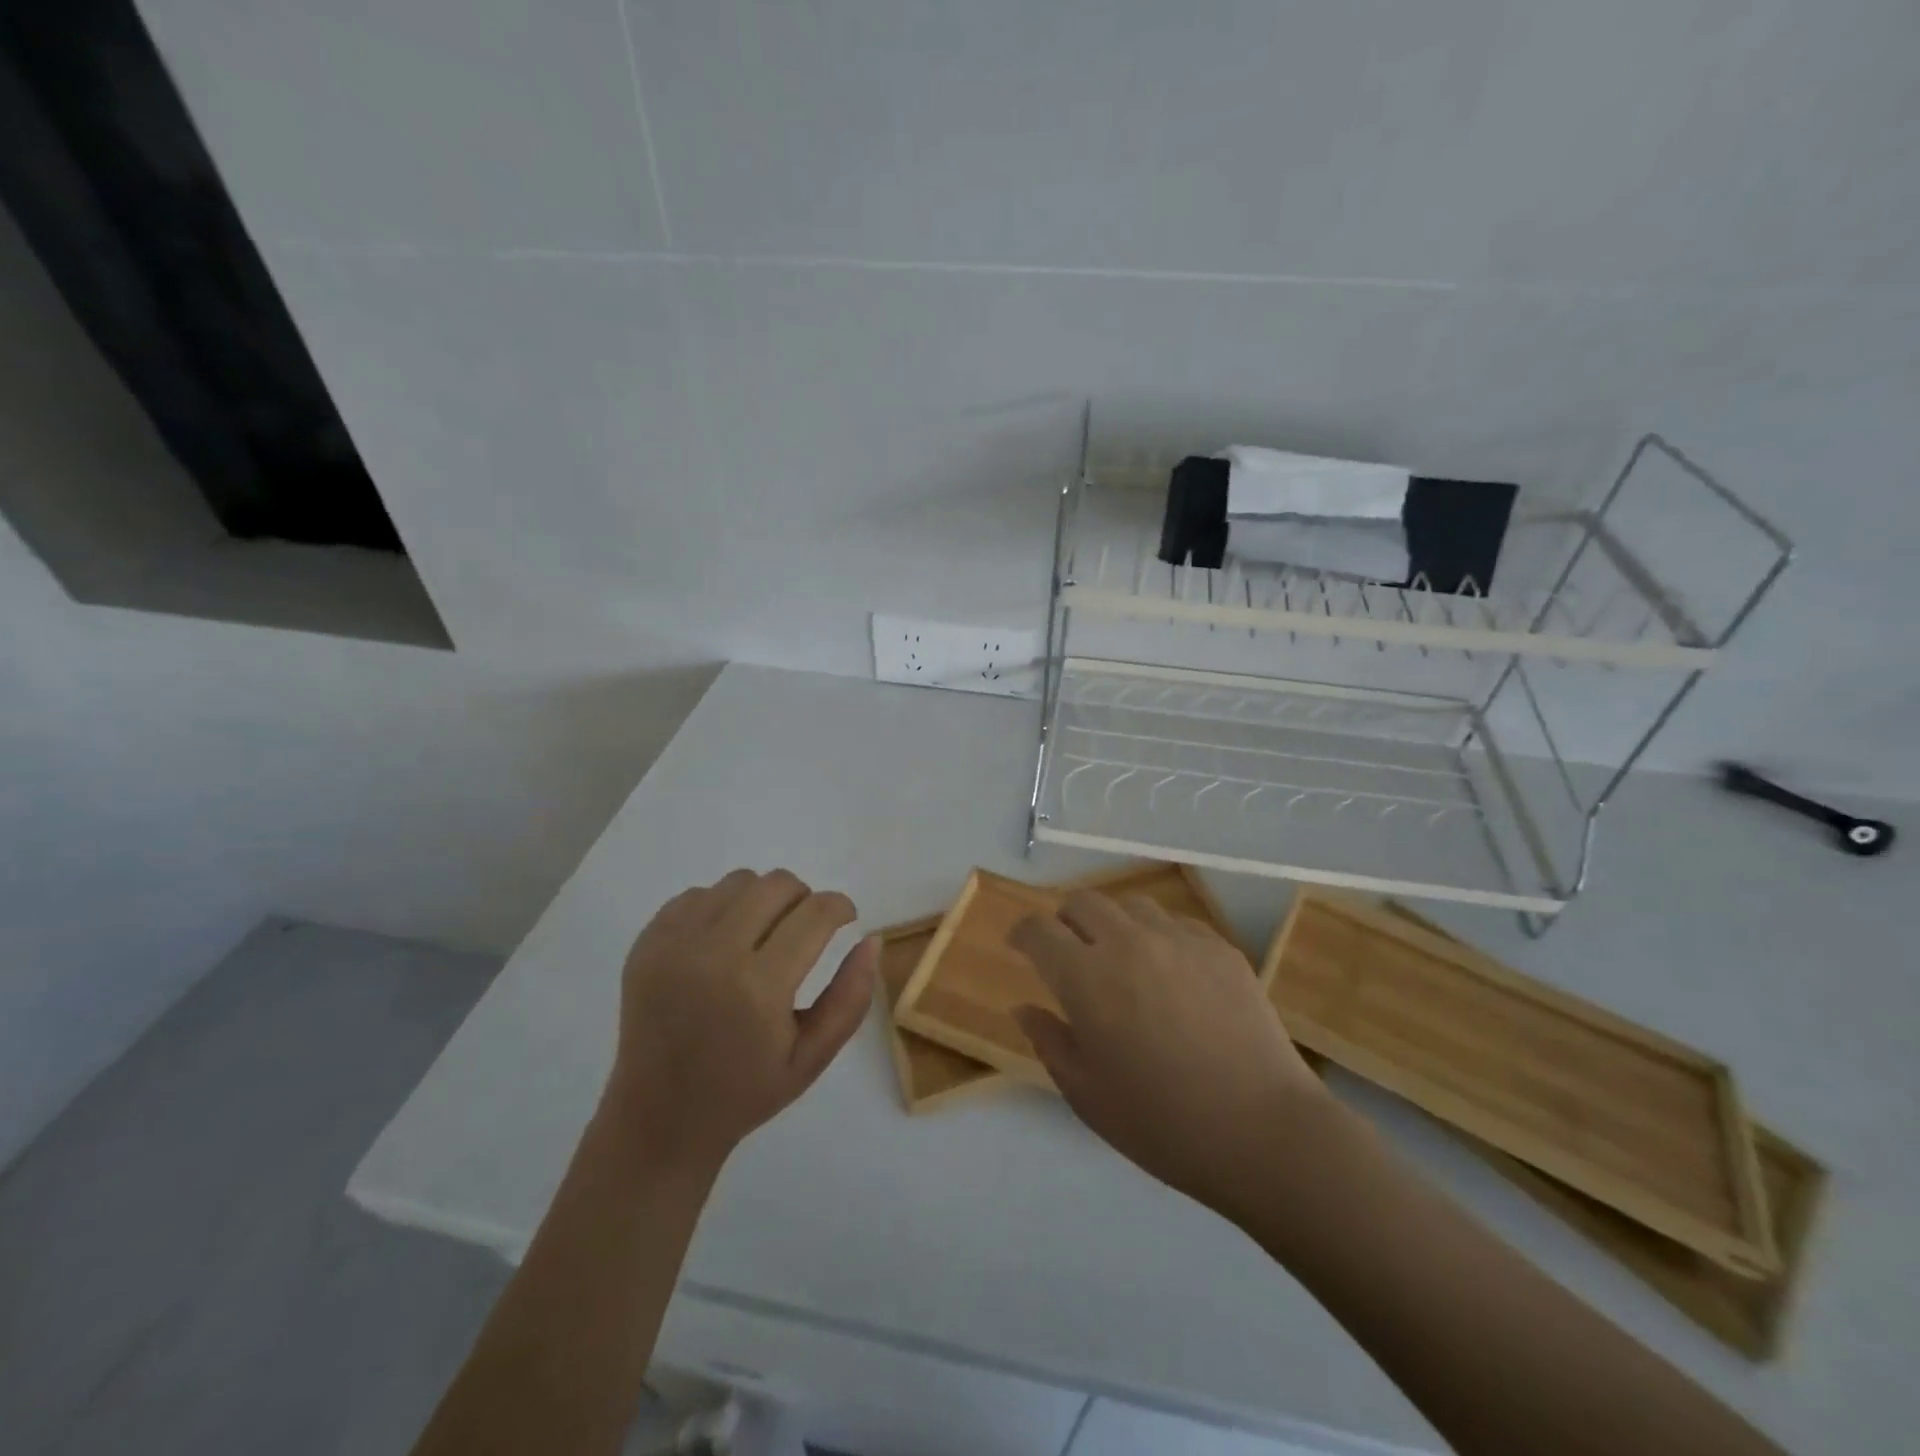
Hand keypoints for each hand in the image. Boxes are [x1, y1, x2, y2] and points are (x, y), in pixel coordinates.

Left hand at [603, 869, 877, 1174]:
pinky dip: (722, 908)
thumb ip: (851, 997)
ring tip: (763, 936)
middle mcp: (713, 954)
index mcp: (758, 988)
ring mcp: (673, 944)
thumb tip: (872, 939)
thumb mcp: (813, 1056)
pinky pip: (698, 895)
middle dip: (804, 898)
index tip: (846, 918)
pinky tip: (723, 944)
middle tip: (805, 930)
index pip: (815, 913)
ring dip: (763, 900)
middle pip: (777, 884)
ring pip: (739, 881)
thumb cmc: (745, 1092)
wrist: (658, 1119)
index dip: (840, 907)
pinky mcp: (647, 942)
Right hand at [1011, 890, 1328, 1221]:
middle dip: (1065, 920)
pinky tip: (1171, 974)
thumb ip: (1049, 1042)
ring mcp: (1178, 939)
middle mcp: (1127, 942)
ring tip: (1122, 960)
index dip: (1023, 933)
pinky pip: (1176, 923)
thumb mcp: (1087, 1095)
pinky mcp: (1219, 947)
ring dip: (1114, 924)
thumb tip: (1025, 1007)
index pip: (1039, 930)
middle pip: (1083, 902)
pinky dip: (1158, 937)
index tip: (1020, 947)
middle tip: (1069, 953)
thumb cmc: (1162, 1123)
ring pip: (1131, 905)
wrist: (1263, 1131)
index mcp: (1086, 977)